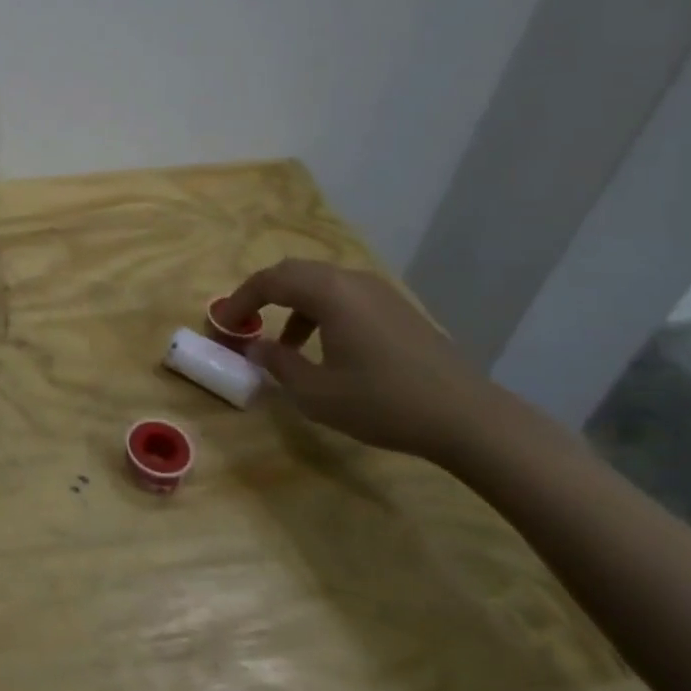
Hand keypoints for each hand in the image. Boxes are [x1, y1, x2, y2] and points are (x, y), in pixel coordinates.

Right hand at [226, 259, 518, 465]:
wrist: (468, 418)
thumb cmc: (382, 402)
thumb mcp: (316, 393)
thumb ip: (278, 365)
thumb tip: (257, 348)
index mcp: (328, 292)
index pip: (269, 281)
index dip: (239, 299)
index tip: (223, 323)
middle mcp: (351, 280)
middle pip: (294, 273)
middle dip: (264, 294)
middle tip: (245, 322)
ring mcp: (379, 292)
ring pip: (321, 284)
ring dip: (293, 305)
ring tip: (284, 344)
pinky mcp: (398, 309)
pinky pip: (345, 296)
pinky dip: (321, 312)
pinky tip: (325, 348)